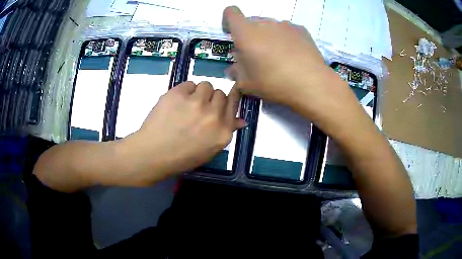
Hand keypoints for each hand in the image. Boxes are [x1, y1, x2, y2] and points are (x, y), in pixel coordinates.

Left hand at [120, 81, 244, 184]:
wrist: (153, 153)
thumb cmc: (181, 157)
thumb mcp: (209, 150)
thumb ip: (226, 131)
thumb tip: (241, 120)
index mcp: (223, 131)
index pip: (233, 104)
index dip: (230, 97)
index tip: (225, 96)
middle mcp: (213, 115)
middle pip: (220, 93)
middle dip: (211, 99)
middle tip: (199, 108)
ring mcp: (196, 102)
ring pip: (205, 85)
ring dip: (199, 93)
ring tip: (186, 104)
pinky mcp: (179, 93)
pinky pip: (189, 84)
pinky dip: (185, 91)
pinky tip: (176, 103)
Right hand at [222, 6, 361, 127]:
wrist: (311, 83)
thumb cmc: (274, 82)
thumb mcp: (247, 84)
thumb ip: (236, 72)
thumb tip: (233, 69)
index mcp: (246, 32)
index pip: (231, 12)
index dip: (228, 20)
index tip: (232, 34)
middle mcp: (264, 23)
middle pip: (251, 22)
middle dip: (249, 35)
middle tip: (257, 55)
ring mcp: (285, 24)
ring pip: (270, 26)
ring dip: (268, 37)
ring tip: (278, 57)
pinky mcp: (301, 29)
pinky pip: (287, 30)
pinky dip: (285, 39)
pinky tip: (293, 55)